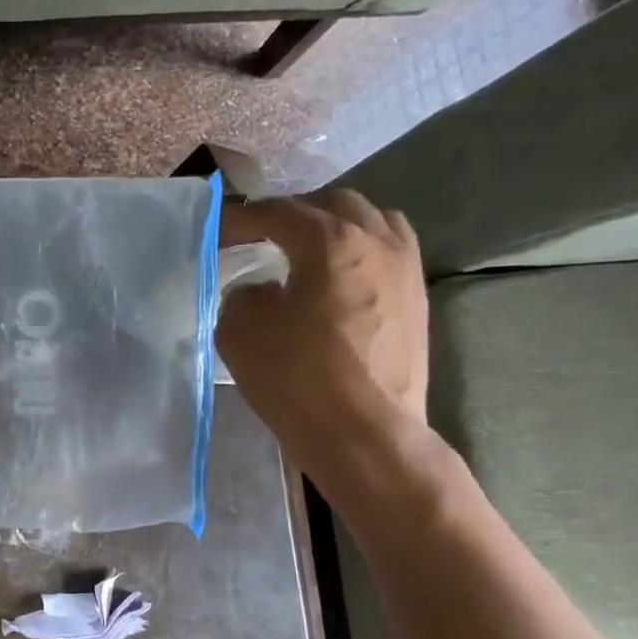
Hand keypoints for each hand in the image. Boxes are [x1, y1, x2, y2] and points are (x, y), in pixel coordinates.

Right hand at [217, 192, 428, 466]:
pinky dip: (361, 252)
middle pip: (333, 204)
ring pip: (372, 222)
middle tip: (263, 238)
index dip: (242, 218)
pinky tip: (340, 281)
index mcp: (331, 240)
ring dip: (335, 227)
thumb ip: (242, 296)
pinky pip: (390, 253)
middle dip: (294, 214)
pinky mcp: (418, 300)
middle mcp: (377, 240)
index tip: (218, 231)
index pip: (277, 212)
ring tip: (308, 252)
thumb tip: (261, 291)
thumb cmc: (298, 378)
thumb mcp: (240, 332)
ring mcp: (406, 268)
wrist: (366, 434)